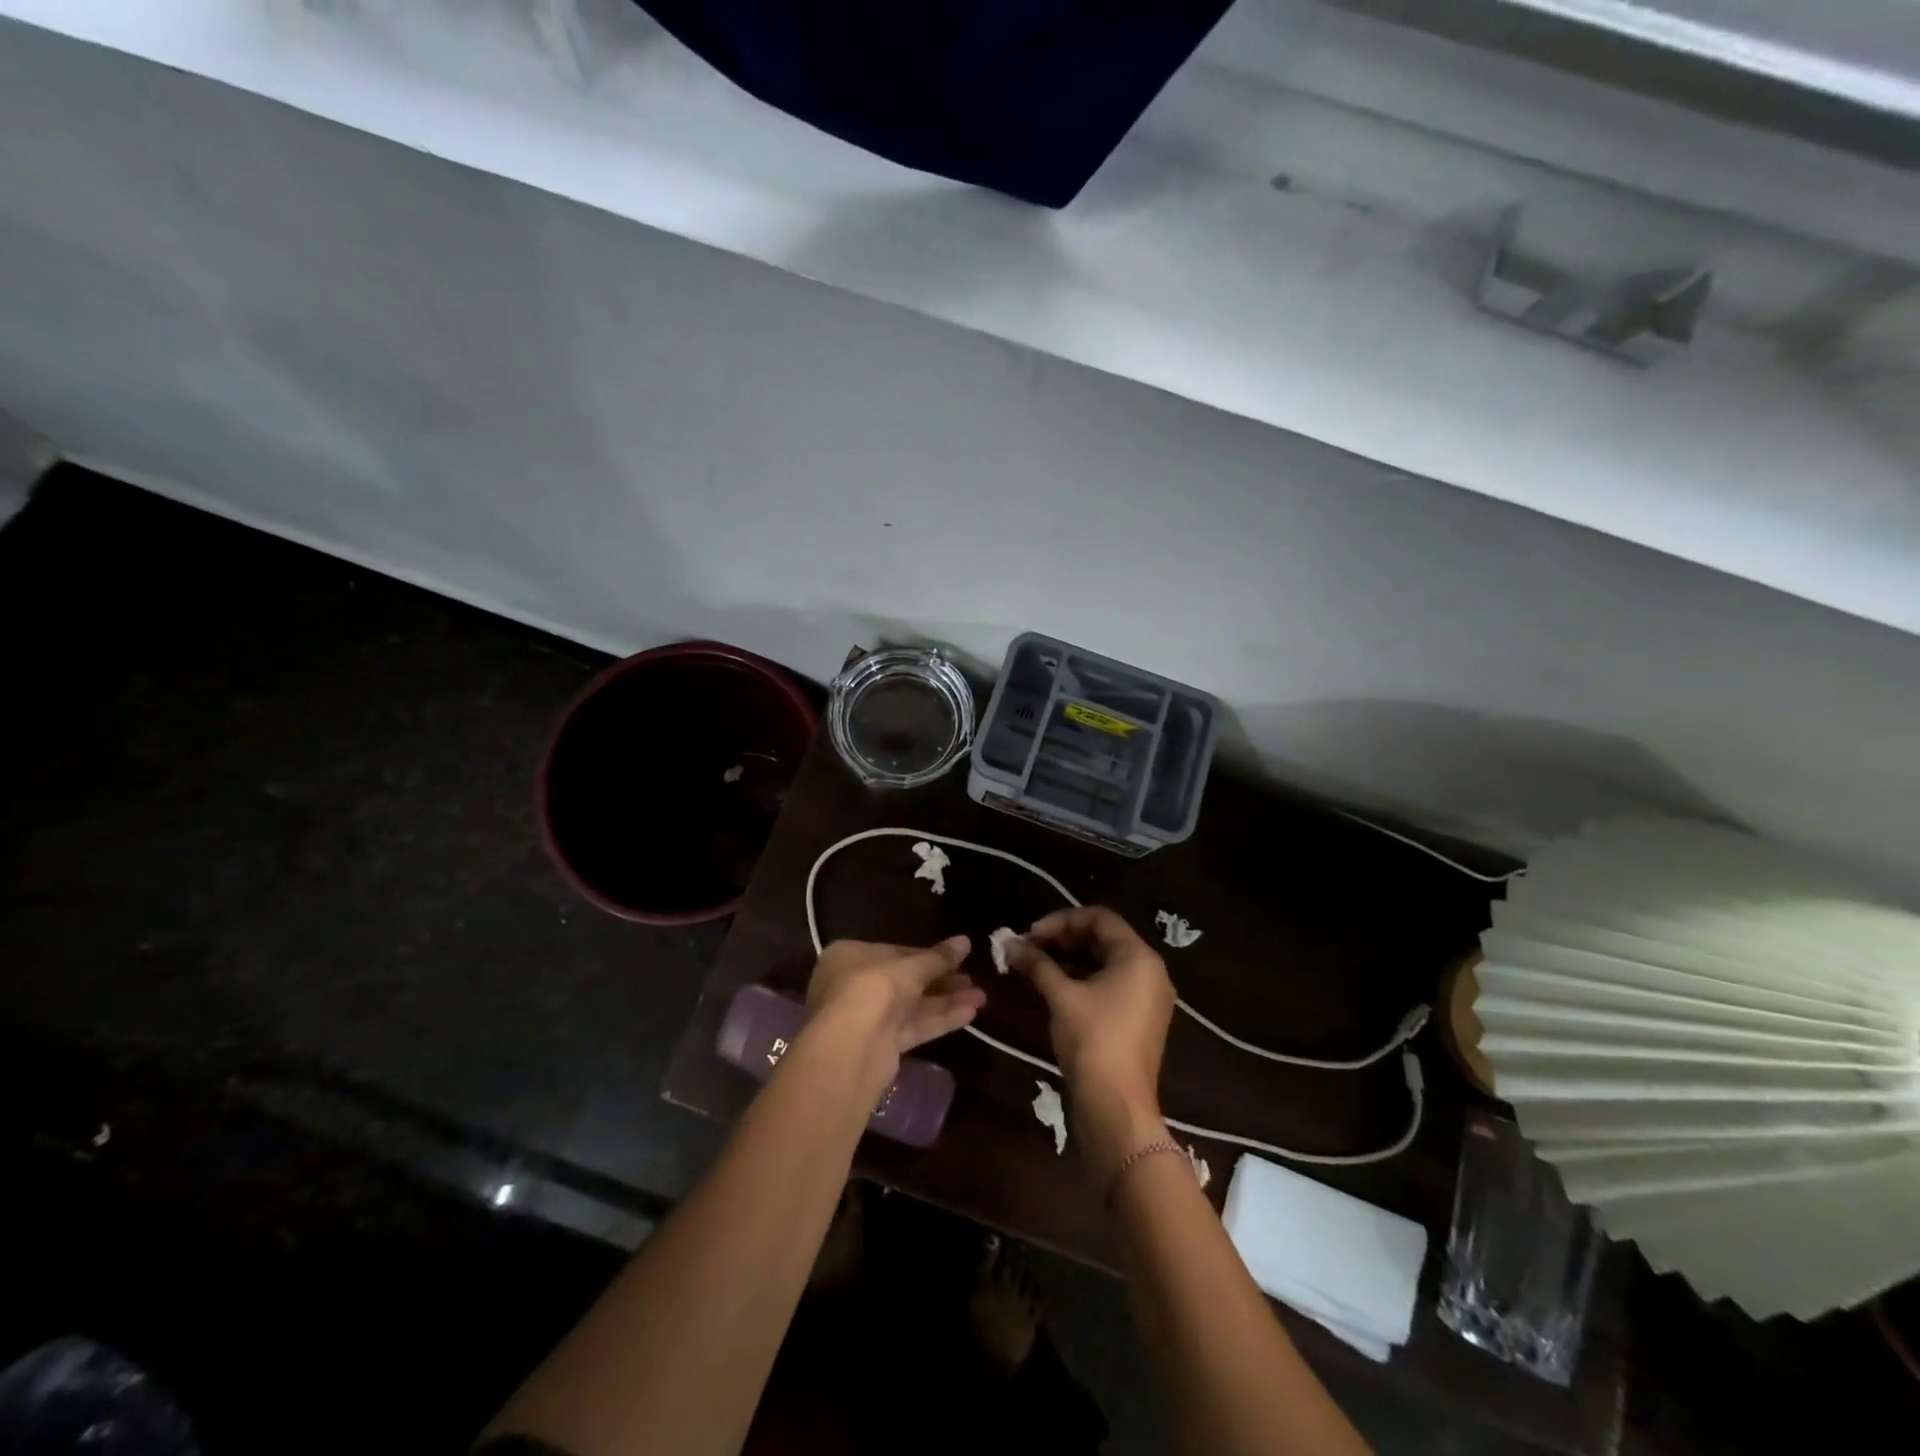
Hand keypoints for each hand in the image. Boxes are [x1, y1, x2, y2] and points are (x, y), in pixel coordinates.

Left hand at [805, 936, 985, 1087]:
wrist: (850, 1047)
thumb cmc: (873, 988)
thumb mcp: (911, 967)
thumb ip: (939, 957)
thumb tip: (965, 941)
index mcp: (850, 957)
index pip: (895, 953)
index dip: (928, 956)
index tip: (957, 957)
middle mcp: (854, 985)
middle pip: (905, 980)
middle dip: (941, 980)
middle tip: (972, 979)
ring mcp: (867, 1018)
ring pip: (912, 1006)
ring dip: (946, 1000)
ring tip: (981, 997)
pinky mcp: (880, 1046)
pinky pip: (913, 1027)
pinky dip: (939, 1019)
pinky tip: (970, 1014)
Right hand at [1004, 908, 1173, 1179]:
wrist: (1117, 1107)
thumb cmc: (1093, 1041)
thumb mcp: (1061, 996)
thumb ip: (1036, 964)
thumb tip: (1008, 943)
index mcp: (1139, 957)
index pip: (1099, 918)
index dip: (1061, 920)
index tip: (1030, 935)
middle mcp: (1150, 971)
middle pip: (1104, 938)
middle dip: (1063, 939)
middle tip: (1029, 949)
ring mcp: (1148, 997)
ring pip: (1105, 962)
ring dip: (1070, 959)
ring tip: (1036, 966)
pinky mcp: (1140, 1019)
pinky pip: (1110, 984)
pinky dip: (1083, 979)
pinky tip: (1054, 987)